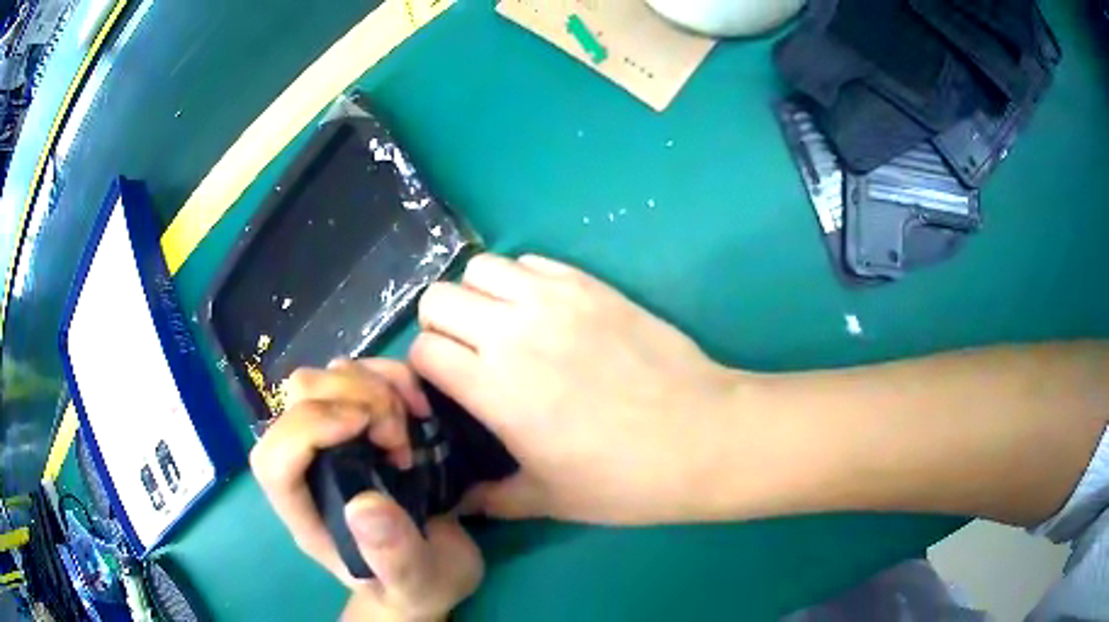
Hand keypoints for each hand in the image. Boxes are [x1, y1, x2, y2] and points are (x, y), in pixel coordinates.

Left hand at [250, 359, 481, 621]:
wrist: (431, 572)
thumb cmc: (416, 586)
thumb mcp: (416, 583)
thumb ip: (393, 556)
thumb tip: (364, 504)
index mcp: (307, 515)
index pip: (273, 460)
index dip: (307, 427)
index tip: (365, 426)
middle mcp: (308, 468)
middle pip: (295, 400)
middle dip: (351, 400)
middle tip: (398, 436)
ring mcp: (331, 440)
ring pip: (323, 377)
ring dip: (372, 386)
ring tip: (409, 426)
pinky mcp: (359, 422)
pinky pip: (359, 373)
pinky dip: (389, 375)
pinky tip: (416, 406)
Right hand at [412, 254, 743, 524]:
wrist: (702, 437)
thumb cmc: (623, 478)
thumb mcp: (547, 498)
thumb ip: (491, 498)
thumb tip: (458, 501)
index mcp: (493, 386)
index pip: (422, 349)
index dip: (425, 368)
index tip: (444, 387)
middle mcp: (512, 331)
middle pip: (438, 298)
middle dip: (441, 325)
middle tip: (468, 355)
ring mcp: (553, 299)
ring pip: (480, 268)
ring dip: (478, 295)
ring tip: (503, 327)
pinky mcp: (590, 284)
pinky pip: (532, 261)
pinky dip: (522, 280)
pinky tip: (545, 312)